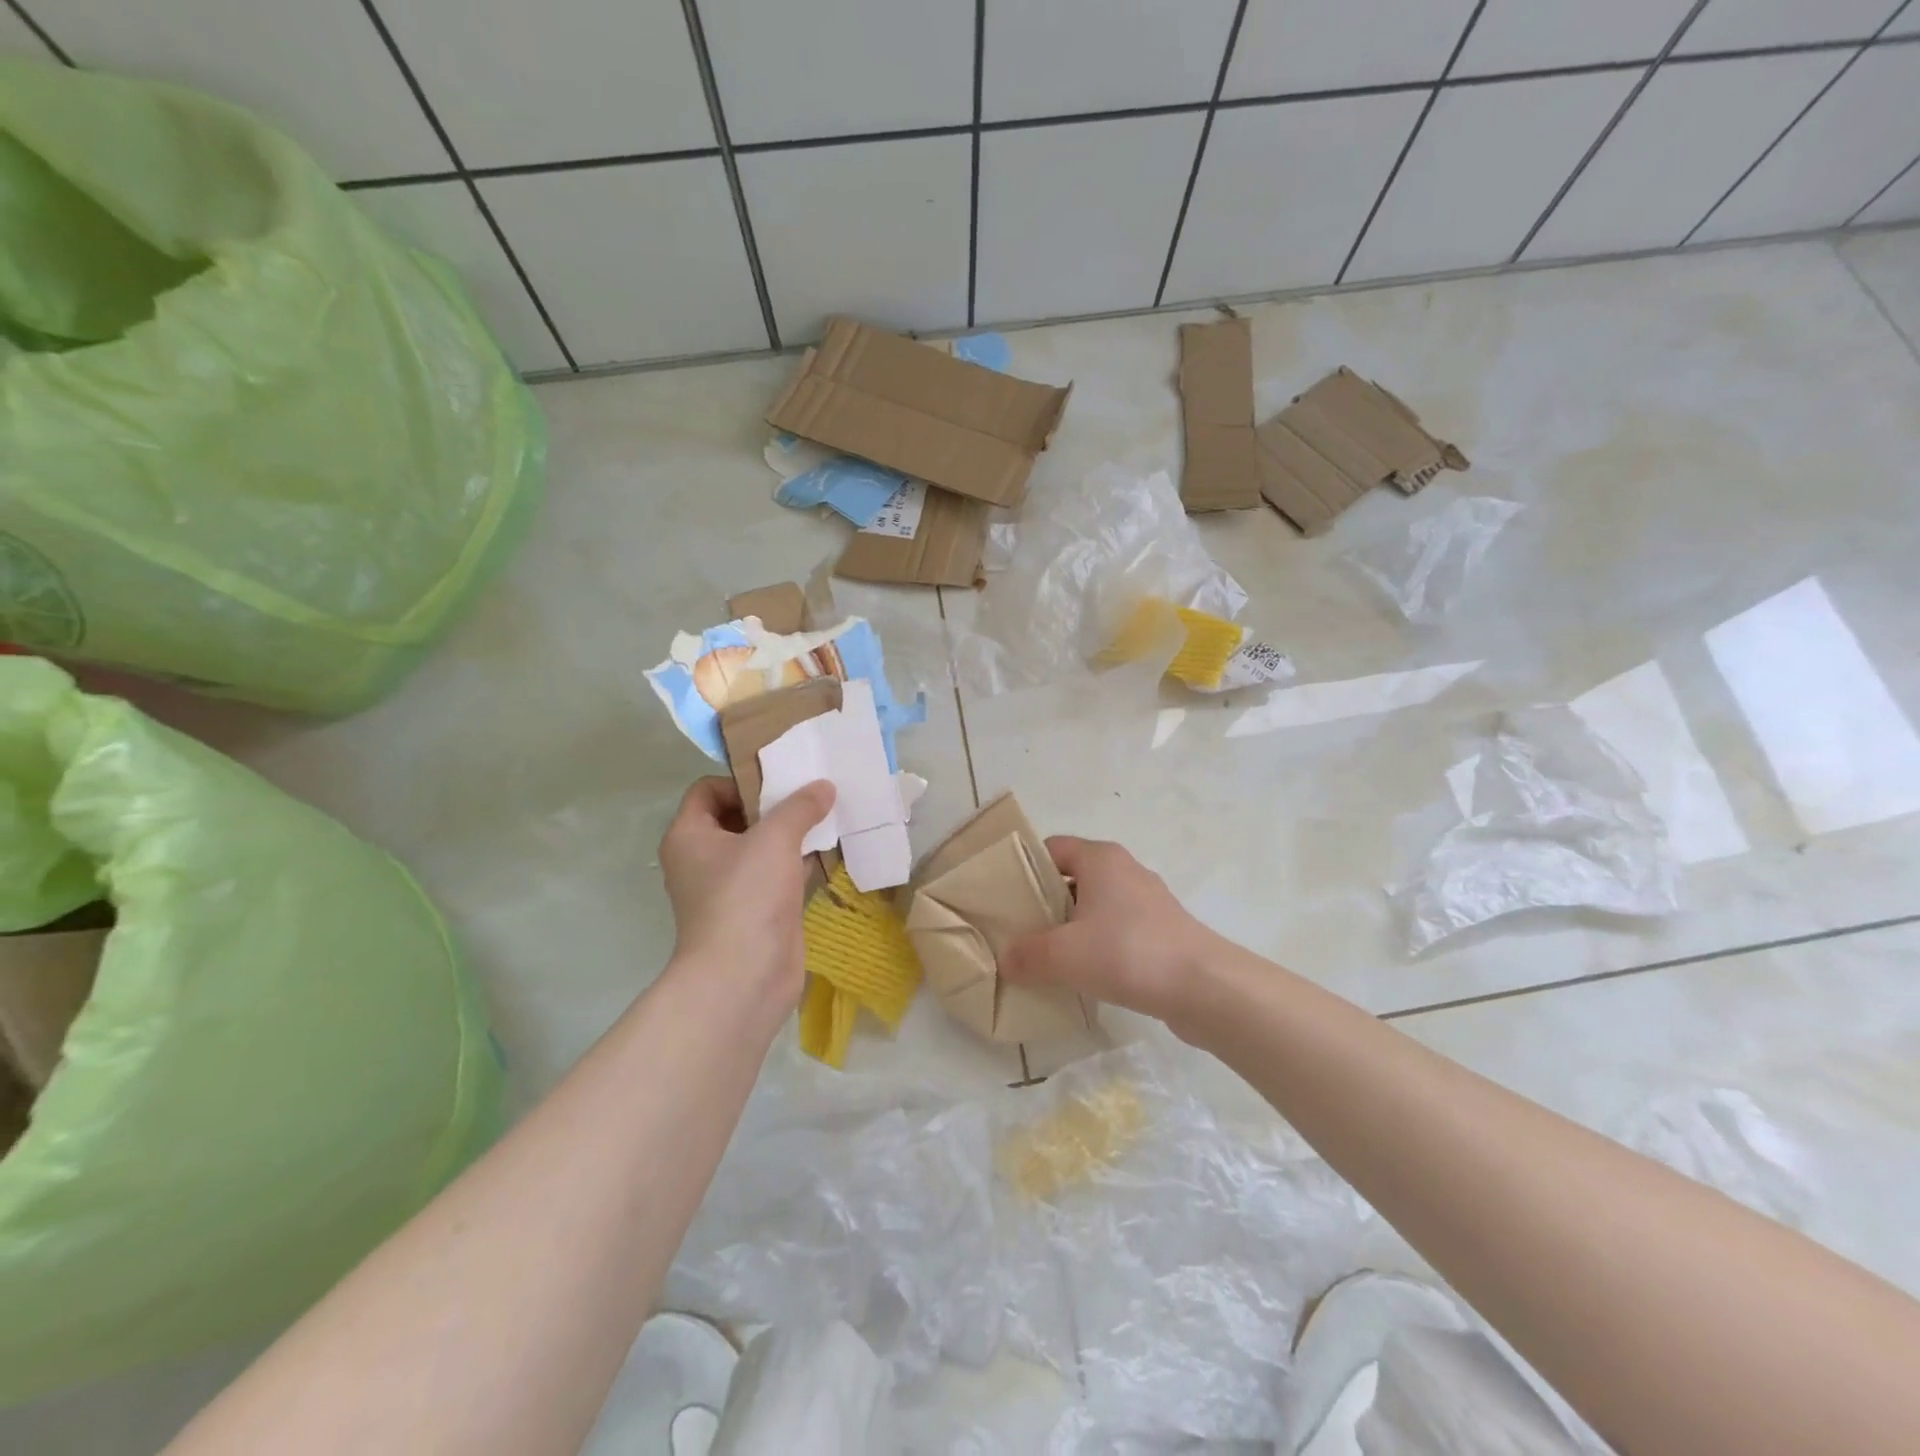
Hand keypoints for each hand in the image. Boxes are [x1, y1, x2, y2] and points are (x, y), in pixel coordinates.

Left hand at [658, 776, 835, 1011]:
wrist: (744, 977)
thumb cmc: (746, 897)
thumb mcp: (774, 839)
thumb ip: (800, 807)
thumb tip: (823, 785)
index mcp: (689, 836)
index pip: (707, 789)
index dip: (742, 779)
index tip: (780, 781)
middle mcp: (702, 859)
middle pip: (737, 816)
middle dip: (774, 805)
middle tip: (811, 795)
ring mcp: (730, 888)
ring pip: (761, 847)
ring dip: (791, 833)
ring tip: (827, 817)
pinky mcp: (756, 911)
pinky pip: (778, 875)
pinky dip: (799, 862)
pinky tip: (829, 851)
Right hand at [1000, 836, 1221, 1025]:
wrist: (1205, 987)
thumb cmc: (1128, 953)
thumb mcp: (1063, 954)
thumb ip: (1026, 955)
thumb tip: (1005, 959)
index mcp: (1100, 858)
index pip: (1050, 849)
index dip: (1024, 869)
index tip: (1003, 900)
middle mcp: (1124, 870)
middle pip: (1071, 878)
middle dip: (1043, 904)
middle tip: (1018, 933)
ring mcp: (1147, 901)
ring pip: (1094, 906)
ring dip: (1070, 928)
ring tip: (1046, 958)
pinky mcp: (1161, 931)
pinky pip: (1116, 929)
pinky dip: (1097, 945)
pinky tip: (1084, 974)